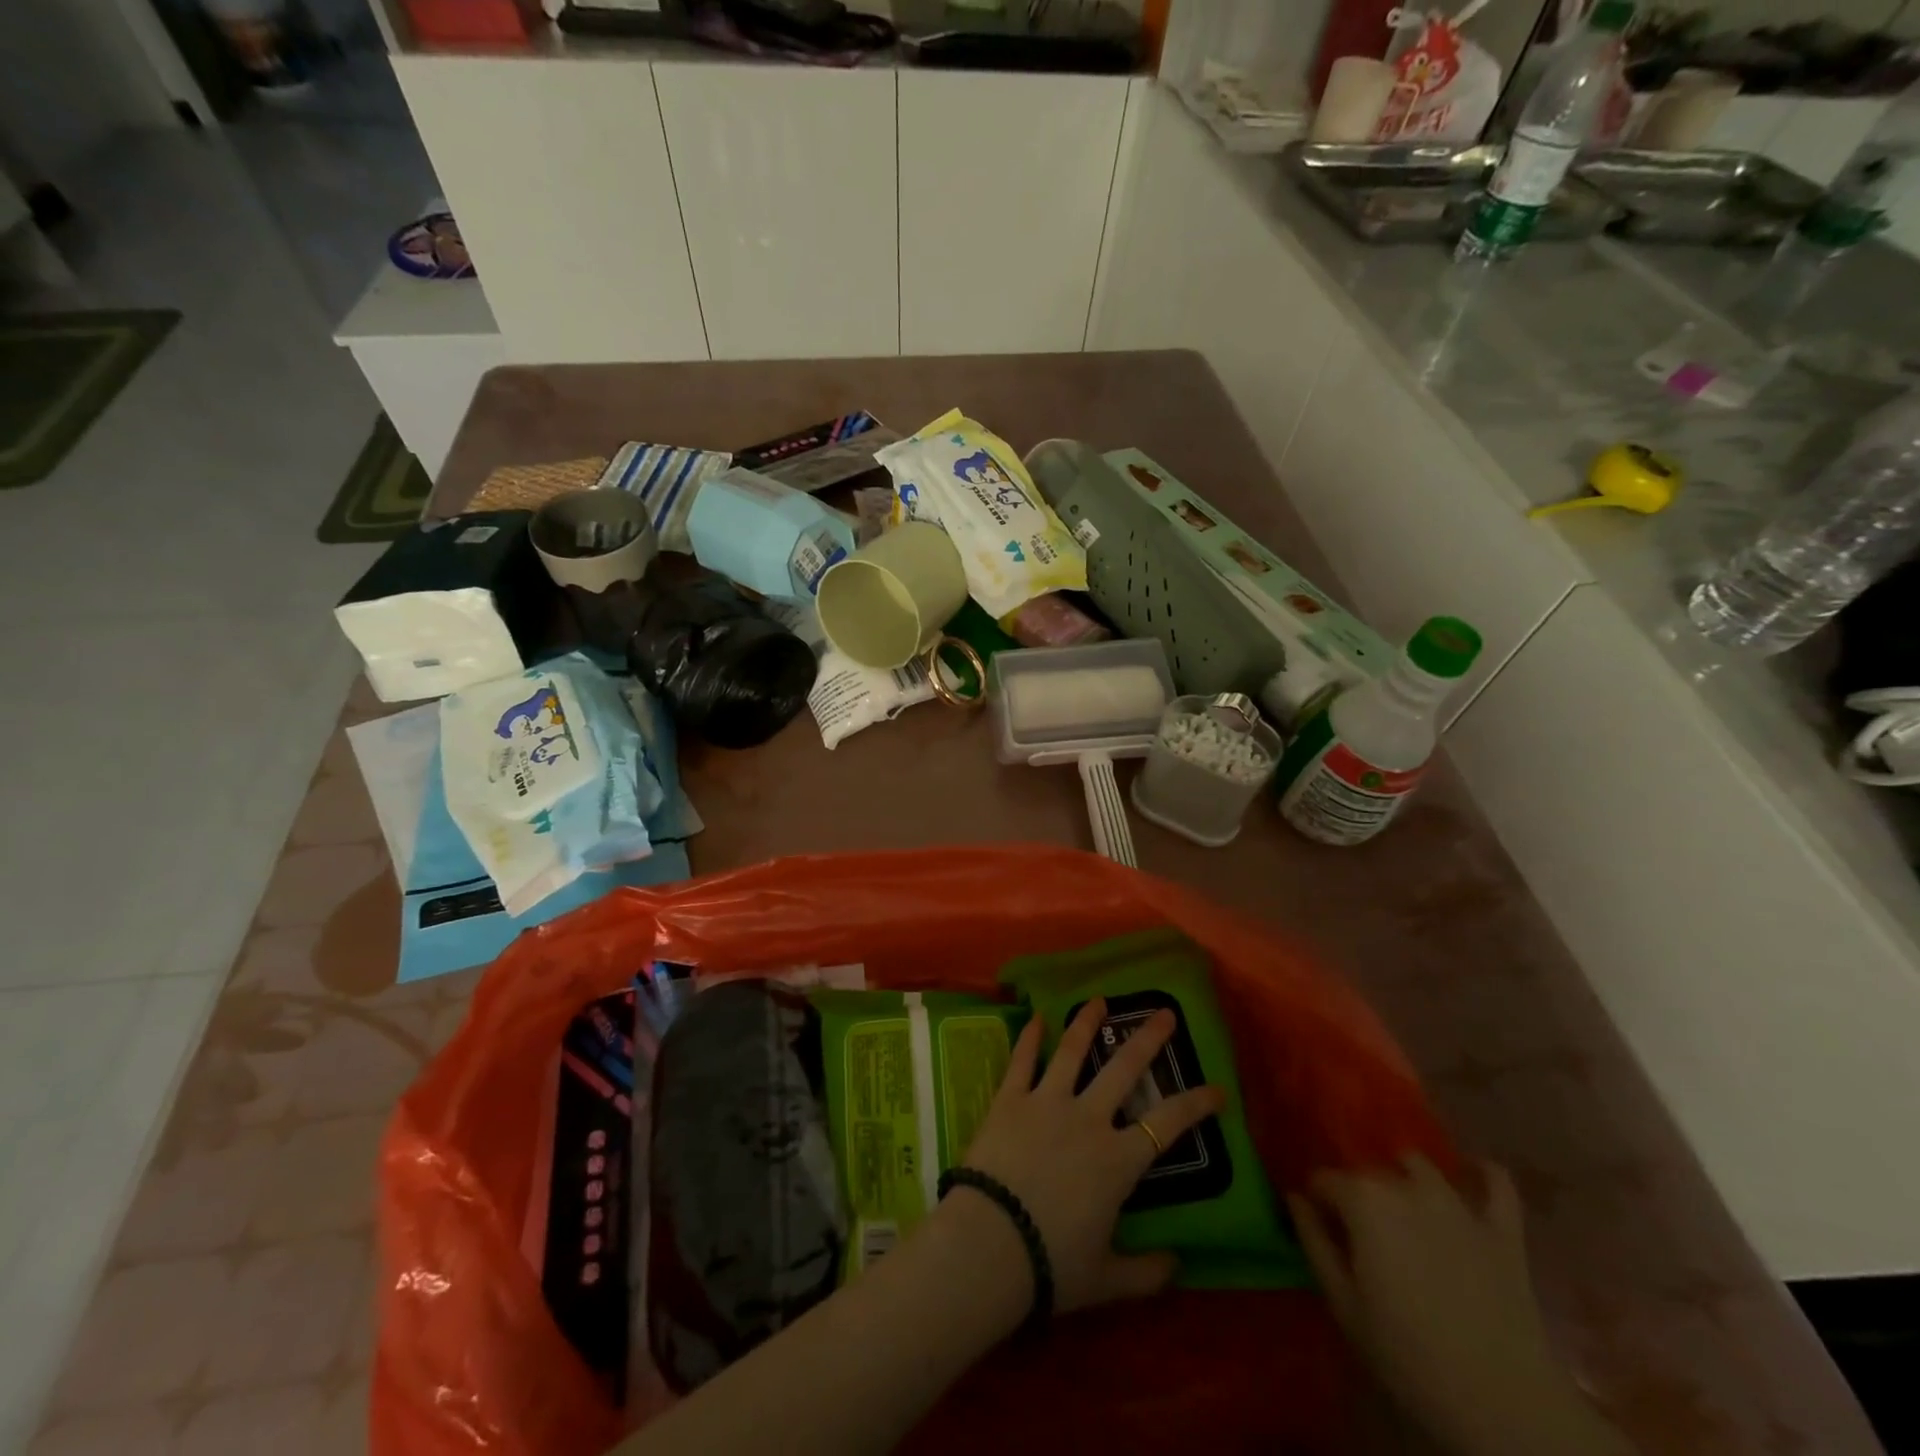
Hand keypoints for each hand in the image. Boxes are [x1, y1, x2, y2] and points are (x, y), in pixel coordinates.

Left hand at [954, 998, 1225, 1314]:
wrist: (989, 1243)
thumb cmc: (1051, 1263)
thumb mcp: (1106, 1280)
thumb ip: (1145, 1273)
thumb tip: (1177, 1265)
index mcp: (1117, 1161)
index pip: (1167, 1125)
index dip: (1196, 1104)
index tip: (1218, 1089)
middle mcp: (1087, 1119)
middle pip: (1124, 1069)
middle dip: (1148, 1039)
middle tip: (1163, 1013)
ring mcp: (1046, 1102)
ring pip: (1071, 1051)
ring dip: (1087, 1023)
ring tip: (1100, 1000)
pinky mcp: (1009, 1098)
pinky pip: (1021, 1060)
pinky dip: (1030, 1037)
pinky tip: (1038, 1017)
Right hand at [1289, 1157, 1629, 1455]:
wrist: (1503, 1406)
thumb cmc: (1408, 1355)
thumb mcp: (1343, 1304)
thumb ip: (1314, 1242)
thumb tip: (1295, 1198)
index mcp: (1363, 1200)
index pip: (1324, 1180)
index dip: (1318, 1203)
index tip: (1322, 1231)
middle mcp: (1406, 1186)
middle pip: (1369, 1172)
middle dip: (1358, 1194)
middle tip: (1362, 1235)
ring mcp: (1459, 1204)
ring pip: (1419, 1165)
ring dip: (1405, 1178)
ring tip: (1404, 1210)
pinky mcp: (1503, 1229)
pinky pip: (1497, 1182)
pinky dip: (1483, 1173)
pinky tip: (1472, 1174)